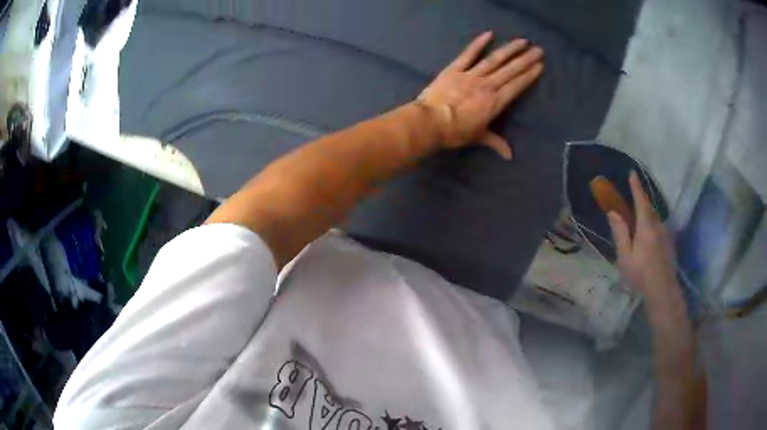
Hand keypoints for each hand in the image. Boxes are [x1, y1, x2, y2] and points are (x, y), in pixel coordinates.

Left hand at [416, 31, 543, 159]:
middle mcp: (487, 85)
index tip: (539, 66)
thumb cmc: (455, 132)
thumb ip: (495, 142)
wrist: (430, 121)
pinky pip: (469, 54)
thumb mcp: (478, 137)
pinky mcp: (455, 69)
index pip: (516, 86)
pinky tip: (489, 34)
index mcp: (495, 102)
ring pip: (494, 59)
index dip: (529, 75)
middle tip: (539, 50)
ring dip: (510, 49)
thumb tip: (509, 156)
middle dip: (526, 59)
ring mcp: (471, 75)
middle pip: (510, 70)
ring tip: (523, 41)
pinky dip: (478, 43)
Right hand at [607, 171, 679, 304]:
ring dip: (647, 214)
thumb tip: (613, 212)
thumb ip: (620, 232)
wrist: (663, 290)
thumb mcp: (625, 256)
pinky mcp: (669, 243)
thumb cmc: (641, 274)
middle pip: (649, 208)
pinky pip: (659, 227)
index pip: (641, 201)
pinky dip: (652, 224)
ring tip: (639, 219)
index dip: (636, 186)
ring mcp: (665, 234)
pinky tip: (648, 237)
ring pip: (655, 218)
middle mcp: (658, 225)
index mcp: (646, 226)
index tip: (632, 173)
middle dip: (642, 200)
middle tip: (634, 197)